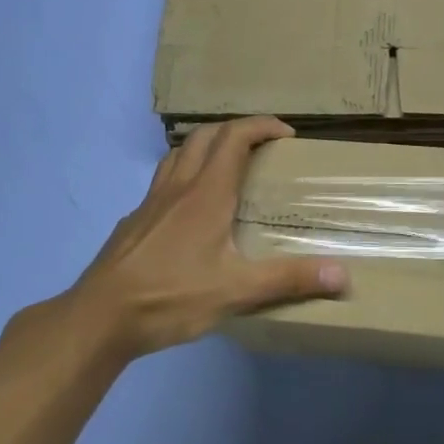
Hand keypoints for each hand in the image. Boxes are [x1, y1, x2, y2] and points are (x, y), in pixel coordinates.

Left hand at [58, 117, 346, 359]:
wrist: (99, 317)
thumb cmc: (170, 296)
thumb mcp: (236, 292)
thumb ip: (289, 280)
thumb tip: (343, 275)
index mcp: (206, 194)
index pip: (234, 138)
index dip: (261, 126)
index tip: (286, 134)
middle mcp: (177, 188)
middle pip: (205, 137)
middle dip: (236, 130)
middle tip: (261, 146)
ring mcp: (150, 203)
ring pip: (178, 155)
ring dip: (206, 147)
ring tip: (226, 167)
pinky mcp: (133, 222)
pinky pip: (162, 182)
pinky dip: (183, 176)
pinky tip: (188, 210)